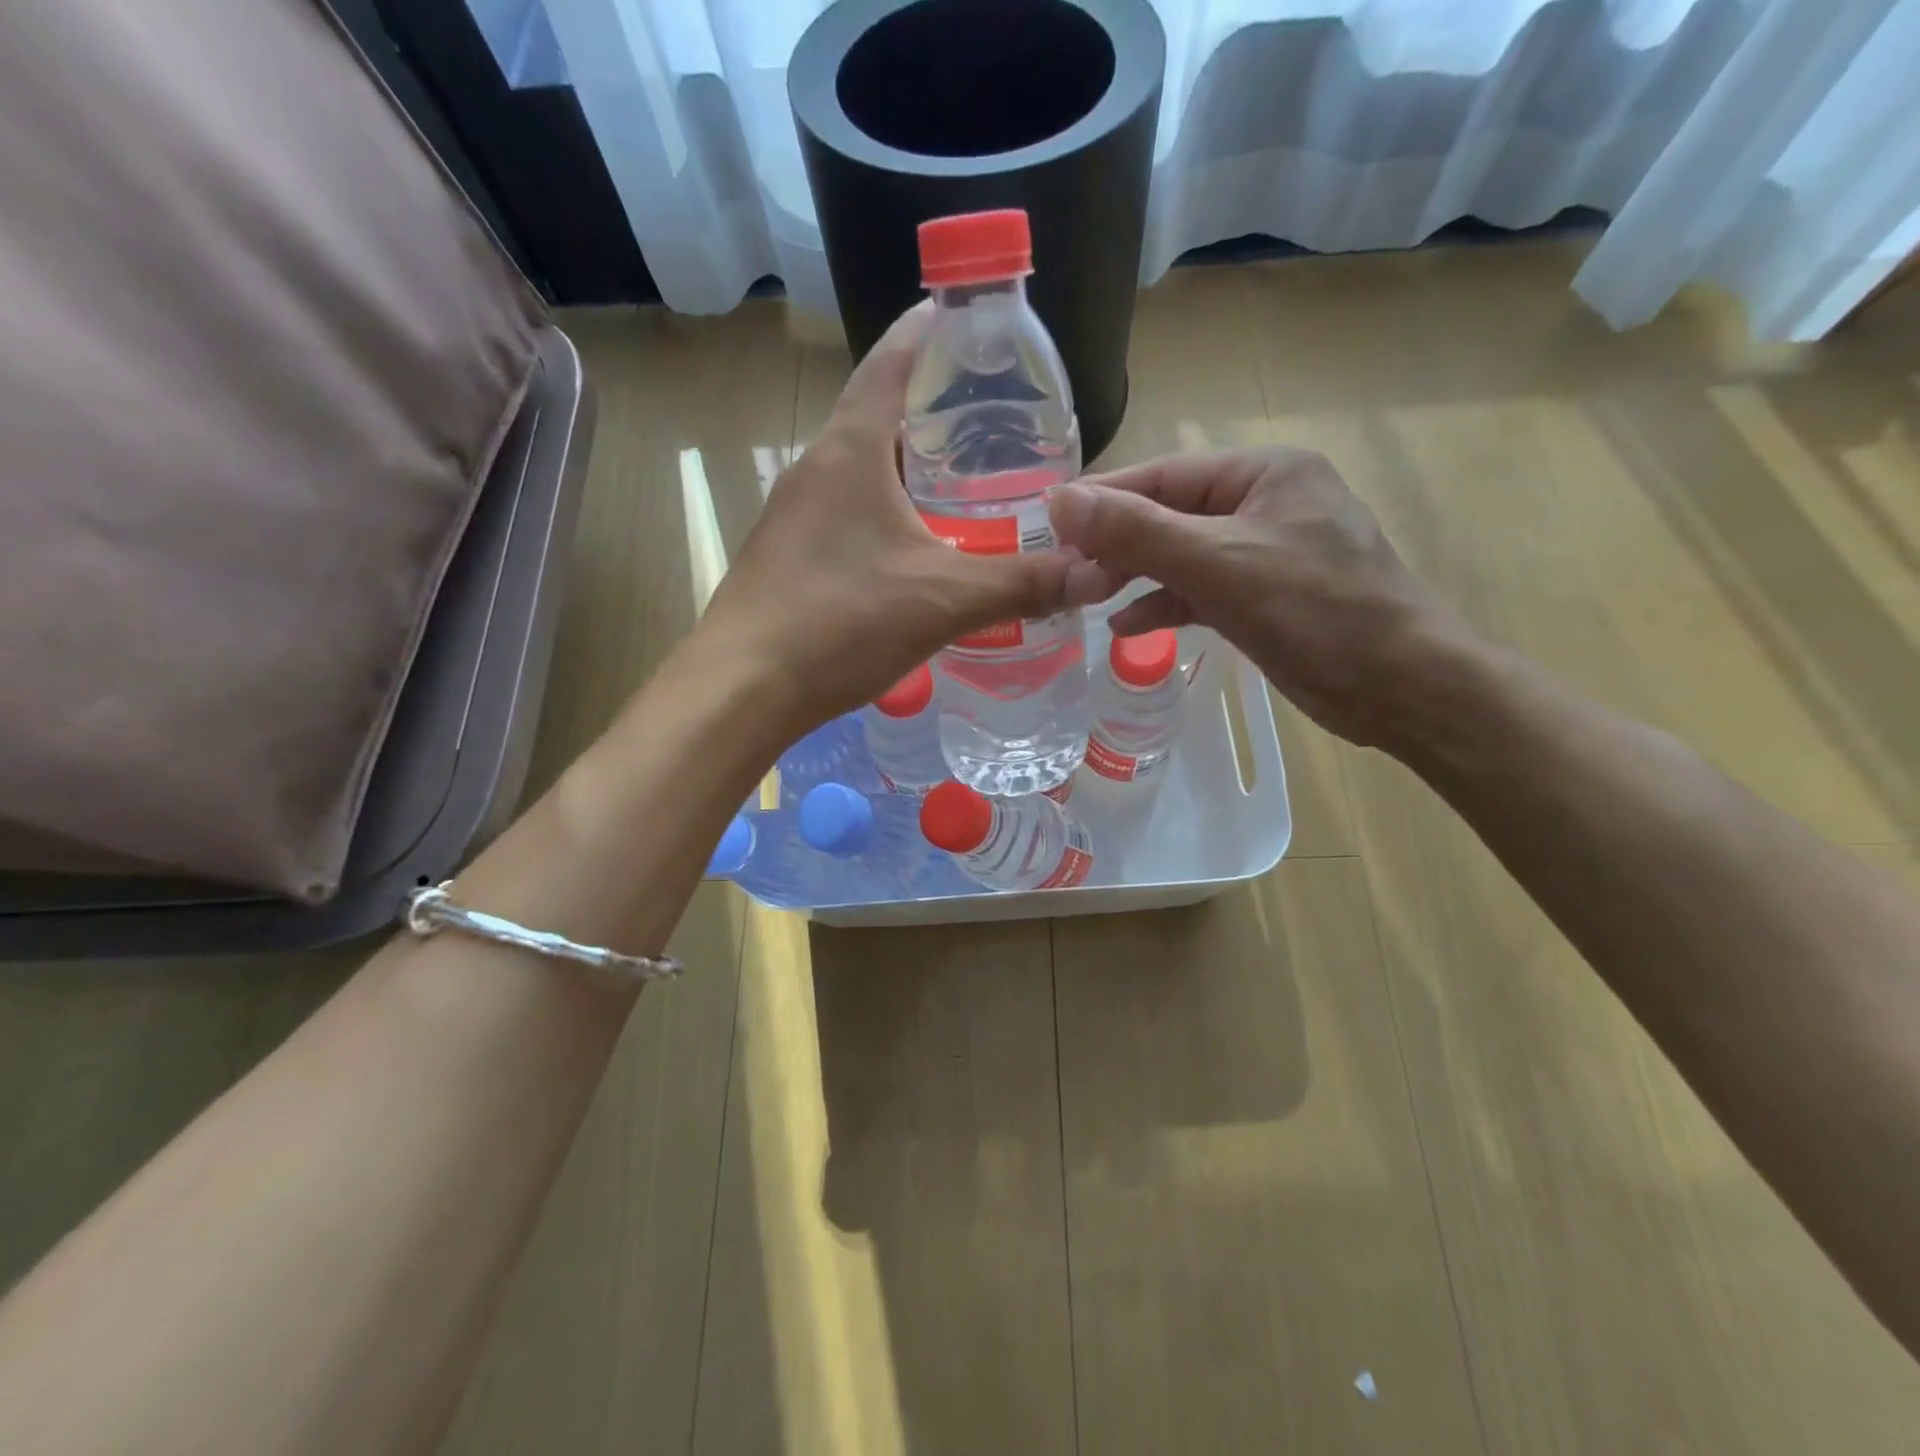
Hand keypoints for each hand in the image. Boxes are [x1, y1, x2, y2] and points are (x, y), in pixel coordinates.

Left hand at [697, 304, 1106, 735]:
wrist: (742, 689)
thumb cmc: (840, 622)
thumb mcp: (944, 599)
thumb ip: (1023, 583)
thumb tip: (1098, 574)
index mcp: (850, 449)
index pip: (892, 360)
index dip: (933, 330)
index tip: (975, 323)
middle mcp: (816, 468)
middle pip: (881, 417)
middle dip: (936, 412)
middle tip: (997, 425)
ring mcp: (794, 514)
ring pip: (864, 473)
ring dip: (911, 472)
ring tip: (968, 488)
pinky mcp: (788, 557)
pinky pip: (848, 516)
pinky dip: (889, 517)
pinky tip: (919, 552)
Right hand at [1050, 447, 1462, 746]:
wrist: (1398, 686)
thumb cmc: (1314, 610)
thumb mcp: (1217, 563)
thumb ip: (1137, 531)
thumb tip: (1060, 500)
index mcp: (1262, 473)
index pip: (1163, 475)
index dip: (1103, 498)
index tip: (1047, 521)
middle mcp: (1262, 504)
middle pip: (1169, 515)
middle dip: (1116, 544)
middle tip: (1062, 571)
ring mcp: (1264, 553)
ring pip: (1181, 556)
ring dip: (1135, 576)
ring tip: (1084, 598)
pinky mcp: (1263, 598)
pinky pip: (1200, 591)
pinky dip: (1164, 605)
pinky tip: (1126, 627)